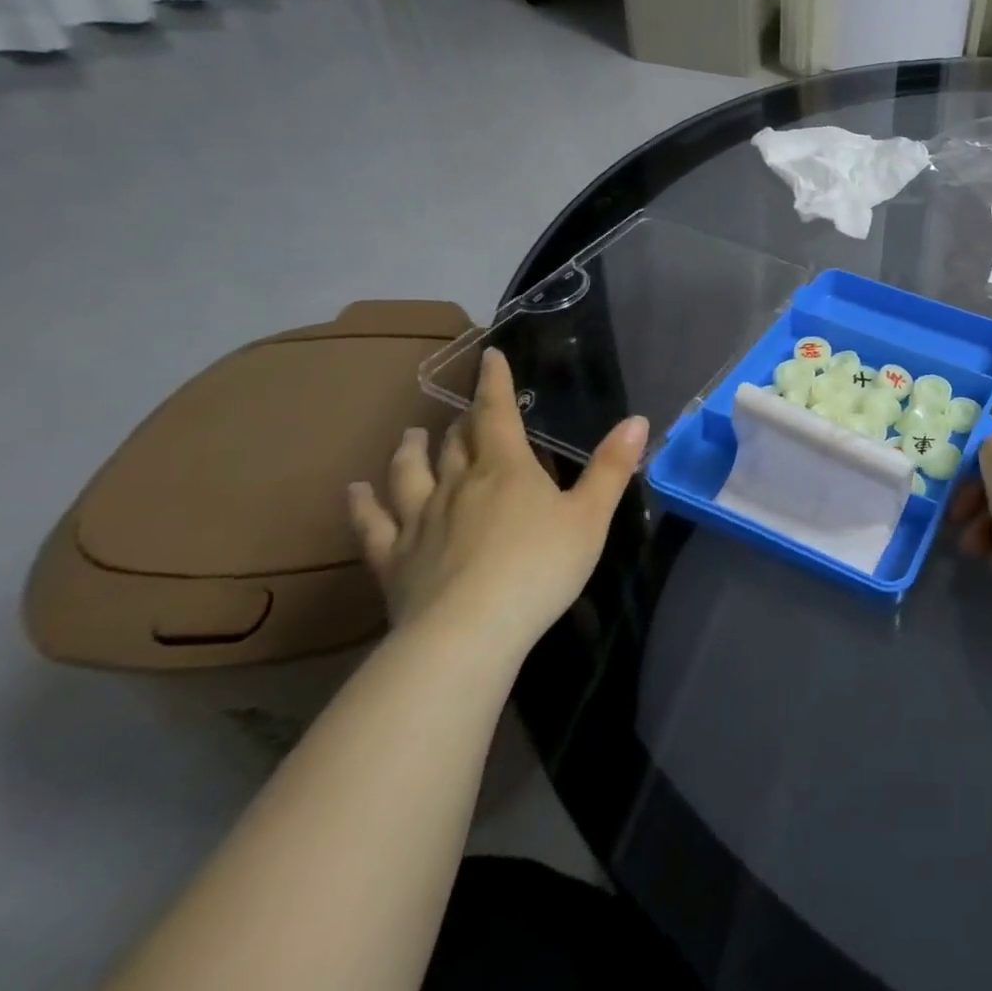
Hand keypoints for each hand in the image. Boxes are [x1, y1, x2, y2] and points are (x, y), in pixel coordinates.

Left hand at [346, 348, 647, 659]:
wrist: (468, 633)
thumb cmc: (539, 568)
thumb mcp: (591, 516)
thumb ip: (610, 467)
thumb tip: (636, 420)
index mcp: (506, 469)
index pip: (497, 414)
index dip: (494, 383)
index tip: (489, 356)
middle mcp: (457, 484)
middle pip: (455, 443)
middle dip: (461, 421)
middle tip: (462, 410)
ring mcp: (419, 521)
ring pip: (409, 474)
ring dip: (410, 451)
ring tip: (409, 435)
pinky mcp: (393, 560)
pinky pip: (372, 525)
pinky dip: (362, 504)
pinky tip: (355, 491)